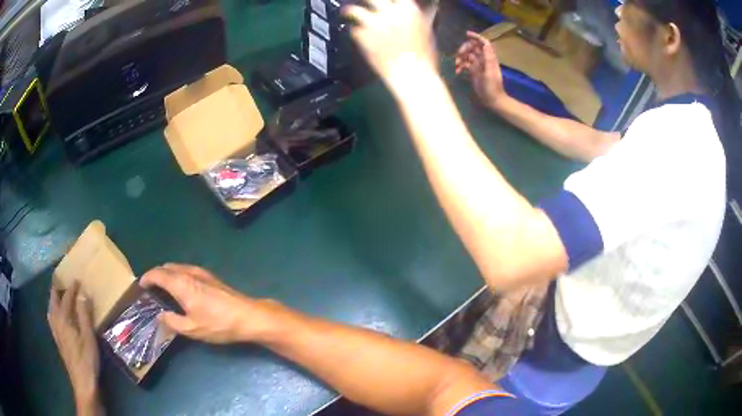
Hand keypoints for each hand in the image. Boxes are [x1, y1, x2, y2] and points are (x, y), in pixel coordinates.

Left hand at [48, 281, 99, 405]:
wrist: (82, 383)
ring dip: (54, 299)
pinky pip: (52, 318)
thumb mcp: (89, 338)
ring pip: (51, 309)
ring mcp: (55, 331)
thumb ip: (85, 315)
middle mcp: (56, 321)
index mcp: (63, 318)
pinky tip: (57, 316)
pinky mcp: (57, 340)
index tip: (77, 279)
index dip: (71, 288)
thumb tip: (84, 294)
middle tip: (63, 282)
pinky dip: (53, 311)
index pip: (66, 298)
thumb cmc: (87, 360)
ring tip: (59, 296)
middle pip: (53, 300)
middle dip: (57, 289)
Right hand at [140, 264, 272, 343]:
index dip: (147, 278)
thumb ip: (172, 322)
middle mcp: (189, 272)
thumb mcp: (192, 328)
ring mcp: (201, 272)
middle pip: (166, 267)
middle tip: (151, 289)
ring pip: (177, 267)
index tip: (141, 285)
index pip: (157, 274)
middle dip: (156, 275)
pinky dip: (178, 275)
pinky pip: (187, 270)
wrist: (248, 316)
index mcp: (180, 283)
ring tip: (163, 289)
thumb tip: (160, 316)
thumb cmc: (218, 324)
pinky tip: (181, 289)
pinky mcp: (211, 277)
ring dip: (167, 274)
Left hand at [344, 0, 435, 83]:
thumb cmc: (425, 57)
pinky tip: (356, 34)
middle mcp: (389, 12)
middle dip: (368, 1)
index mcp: (408, 9)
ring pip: (355, 10)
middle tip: (365, 3)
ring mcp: (373, 24)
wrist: (412, 75)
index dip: (388, 0)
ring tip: (347, 12)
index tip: (385, 1)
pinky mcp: (362, 37)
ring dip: (350, 11)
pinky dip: (355, 31)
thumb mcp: (426, 31)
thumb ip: (415, 17)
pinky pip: (354, 30)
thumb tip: (411, 12)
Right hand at [455, 31, 506, 108]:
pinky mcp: (473, 71)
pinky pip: (464, 64)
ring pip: (467, 55)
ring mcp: (477, 65)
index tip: (466, 34)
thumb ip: (488, 58)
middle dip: (464, 48)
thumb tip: (485, 44)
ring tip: (457, 65)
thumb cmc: (493, 87)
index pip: (483, 43)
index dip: (476, 37)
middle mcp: (483, 59)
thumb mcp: (490, 72)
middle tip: (459, 55)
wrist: (492, 100)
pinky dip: (460, 66)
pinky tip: (458, 72)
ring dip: (460, 57)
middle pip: (472, 47)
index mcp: (489, 57)